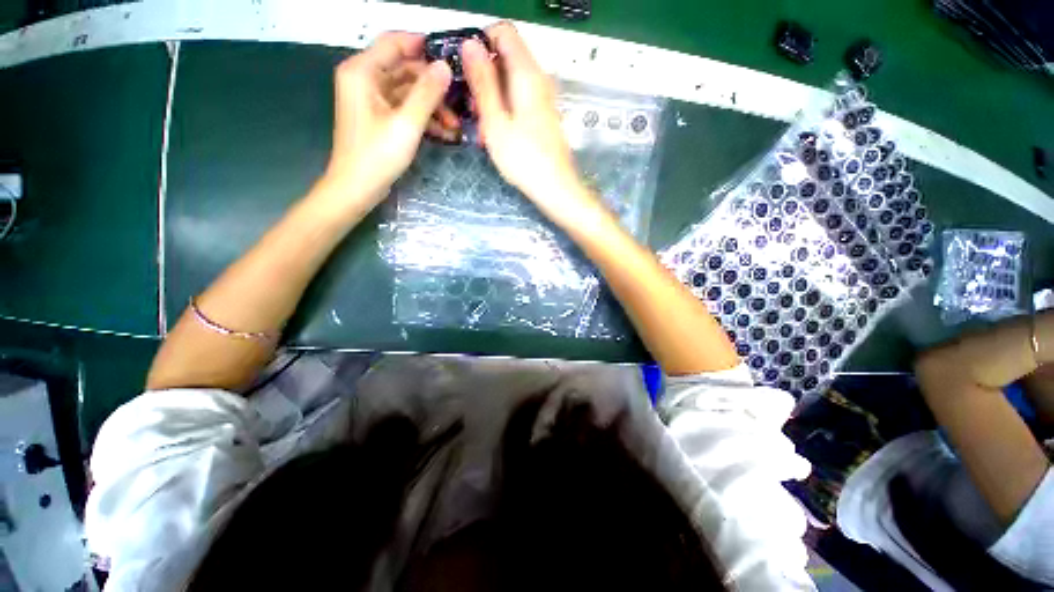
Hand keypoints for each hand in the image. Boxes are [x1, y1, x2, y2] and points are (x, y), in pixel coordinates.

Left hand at [323, 32, 455, 213]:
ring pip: (408, 91)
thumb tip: (445, 67)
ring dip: (432, 106)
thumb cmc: (378, 155)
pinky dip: (423, 117)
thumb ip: (427, 93)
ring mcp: (371, 99)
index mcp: (362, 71)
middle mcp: (364, 79)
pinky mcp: (379, 117)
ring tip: (455, 125)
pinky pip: (404, 108)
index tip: (452, 56)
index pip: (395, 43)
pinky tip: (444, 133)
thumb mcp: (407, 123)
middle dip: (433, 86)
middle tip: (460, 100)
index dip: (423, 45)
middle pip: (404, 69)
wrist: (357, 187)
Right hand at [462, 23, 588, 214]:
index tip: (465, 68)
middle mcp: (539, 79)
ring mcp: (543, 98)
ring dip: (492, 96)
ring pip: (511, 81)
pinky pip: (520, 100)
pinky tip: (496, 132)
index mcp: (527, 74)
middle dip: (484, 74)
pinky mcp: (543, 116)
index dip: (481, 42)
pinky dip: (504, 109)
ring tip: (481, 124)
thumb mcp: (496, 122)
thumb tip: (470, 45)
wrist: (556, 188)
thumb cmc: (525, 160)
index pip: (504, 32)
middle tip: (470, 104)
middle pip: (507, 57)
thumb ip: (482, 82)